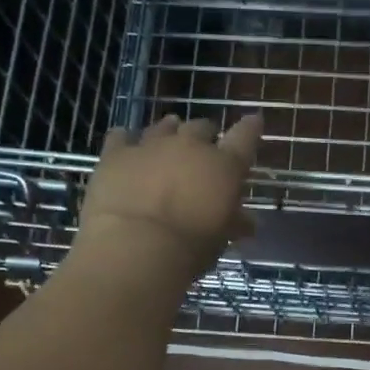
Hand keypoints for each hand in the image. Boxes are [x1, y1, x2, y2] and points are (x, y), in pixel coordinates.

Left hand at [76, 113, 262, 277]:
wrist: (134, 247)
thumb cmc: (190, 248)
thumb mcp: (221, 239)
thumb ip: (234, 223)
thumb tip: (247, 222)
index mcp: (224, 166)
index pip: (245, 136)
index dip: (250, 128)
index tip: (254, 122)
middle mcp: (190, 146)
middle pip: (201, 127)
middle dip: (204, 136)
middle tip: (203, 149)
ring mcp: (151, 145)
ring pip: (164, 127)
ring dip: (169, 132)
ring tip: (168, 139)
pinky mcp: (116, 153)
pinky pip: (121, 136)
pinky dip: (126, 140)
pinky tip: (126, 145)